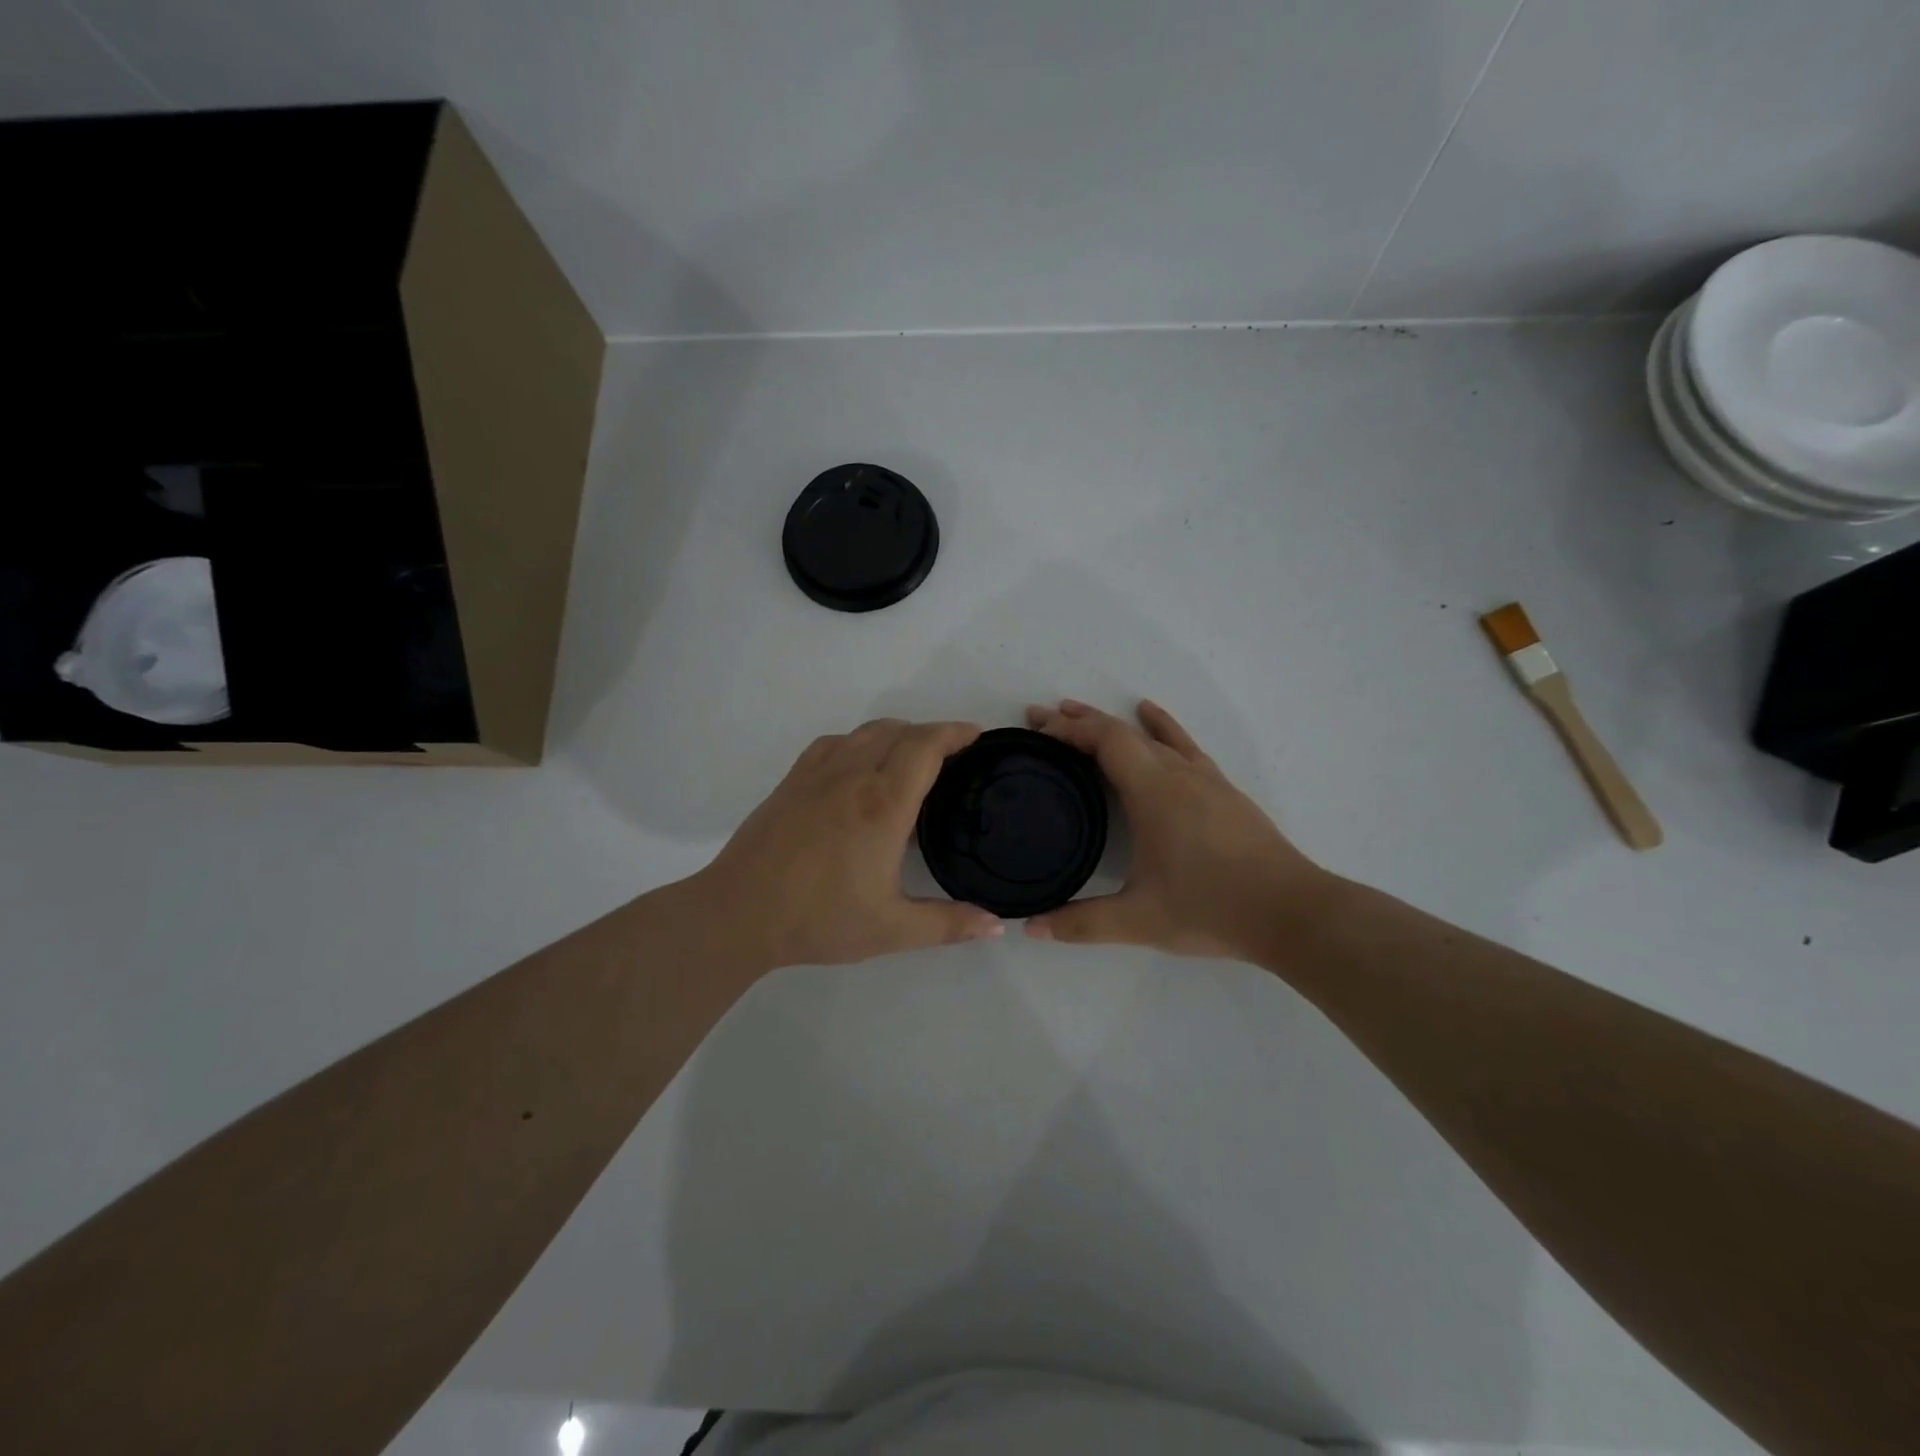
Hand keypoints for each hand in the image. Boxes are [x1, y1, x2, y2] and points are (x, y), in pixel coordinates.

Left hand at [691, 719, 1005, 970]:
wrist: (739, 913)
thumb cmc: (820, 919)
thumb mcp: (892, 929)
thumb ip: (949, 925)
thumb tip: (998, 926)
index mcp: (883, 804)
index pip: (926, 746)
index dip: (955, 732)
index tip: (976, 736)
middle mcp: (853, 776)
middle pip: (900, 731)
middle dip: (932, 733)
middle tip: (954, 754)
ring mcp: (818, 773)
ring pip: (866, 731)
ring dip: (897, 734)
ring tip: (912, 758)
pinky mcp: (793, 780)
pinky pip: (835, 742)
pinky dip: (860, 741)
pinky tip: (860, 766)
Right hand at [1023, 699, 1327, 959]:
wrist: (1292, 911)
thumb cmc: (1212, 909)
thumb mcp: (1139, 920)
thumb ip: (1082, 923)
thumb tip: (1031, 927)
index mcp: (1153, 792)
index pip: (1104, 741)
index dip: (1066, 730)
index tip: (1035, 730)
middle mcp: (1177, 774)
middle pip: (1121, 731)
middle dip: (1077, 721)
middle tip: (1039, 716)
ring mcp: (1204, 778)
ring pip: (1150, 735)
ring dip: (1111, 722)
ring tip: (1079, 712)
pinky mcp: (1223, 790)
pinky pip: (1182, 744)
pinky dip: (1159, 727)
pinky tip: (1152, 716)